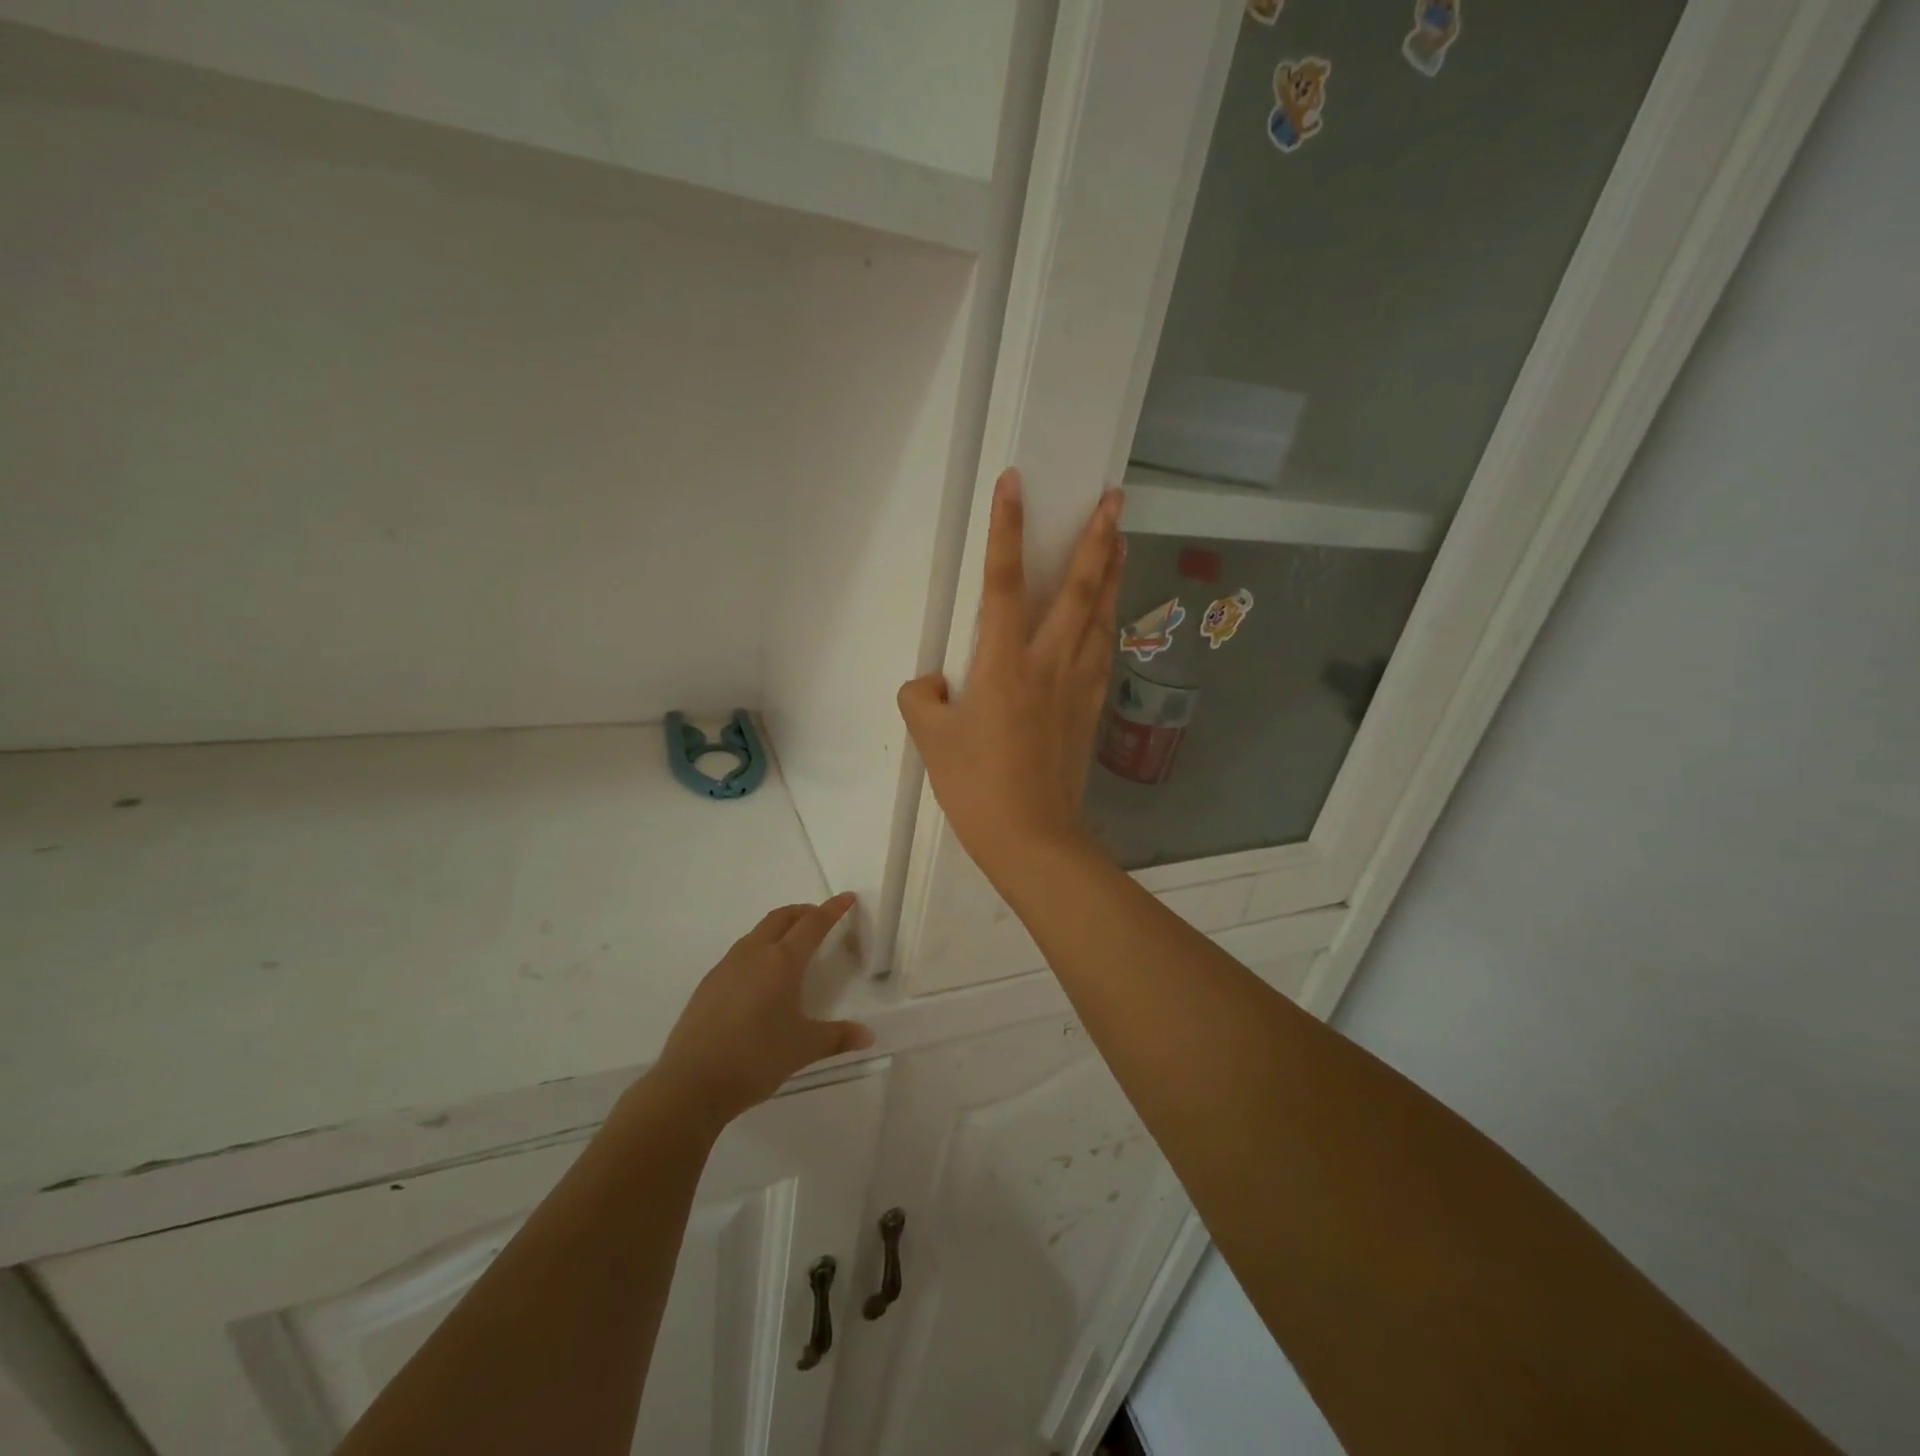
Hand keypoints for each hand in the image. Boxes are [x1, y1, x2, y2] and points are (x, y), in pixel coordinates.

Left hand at [649, 895, 873, 1126]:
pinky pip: (739, 953)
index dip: (832, 909)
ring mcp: (727, 967)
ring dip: (778, 929)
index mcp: (782, 962)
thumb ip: (838, 1037)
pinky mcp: (708, 984)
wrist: (692, 1082)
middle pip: (781, 918)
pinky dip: (758, 950)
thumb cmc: (756, 1058)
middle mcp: (754, 954)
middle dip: (803, 912)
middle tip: (819, 918)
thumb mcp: (804, 1048)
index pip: (813, 924)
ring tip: (791, 946)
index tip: (846, 898)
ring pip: (757, 933)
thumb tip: (868, 1036)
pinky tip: (760, 978)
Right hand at [897, 469, 1123, 875]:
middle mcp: (1048, 664)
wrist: (1032, 838)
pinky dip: (1108, 623)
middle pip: (1077, 590)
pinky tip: (1110, 615)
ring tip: (1121, 540)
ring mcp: (1077, 686)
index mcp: (1004, 664)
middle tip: (1115, 498)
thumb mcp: (930, 739)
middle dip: (1097, 539)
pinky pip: (1103, 653)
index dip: (1007, 529)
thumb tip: (937, 683)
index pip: (1003, 582)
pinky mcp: (1090, 710)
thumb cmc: (976, 787)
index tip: (1015, 483)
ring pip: (1100, 617)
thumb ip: (924, 697)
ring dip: (1111, 574)